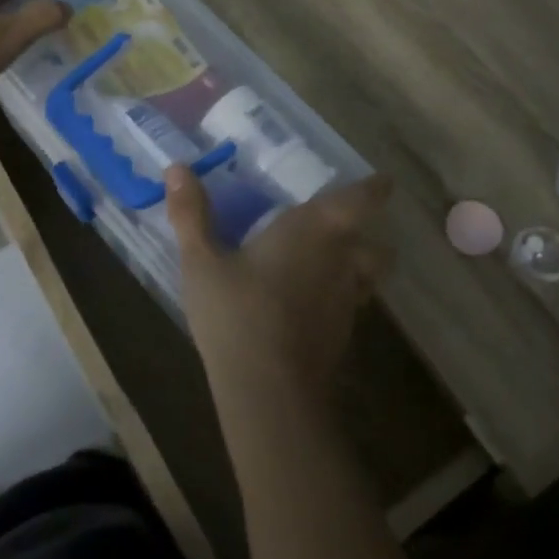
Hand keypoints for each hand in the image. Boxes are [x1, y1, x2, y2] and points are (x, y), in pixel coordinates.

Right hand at [165, 166, 394, 408]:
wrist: (269, 391)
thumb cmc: (236, 314)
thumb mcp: (201, 262)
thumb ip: (191, 214)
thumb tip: (176, 167)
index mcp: (314, 230)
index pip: (362, 199)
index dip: (375, 188)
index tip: (382, 182)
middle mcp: (341, 259)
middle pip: (376, 243)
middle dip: (367, 234)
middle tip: (345, 228)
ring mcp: (347, 301)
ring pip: (369, 276)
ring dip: (360, 267)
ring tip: (332, 266)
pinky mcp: (343, 335)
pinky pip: (352, 305)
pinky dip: (340, 298)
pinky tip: (312, 306)